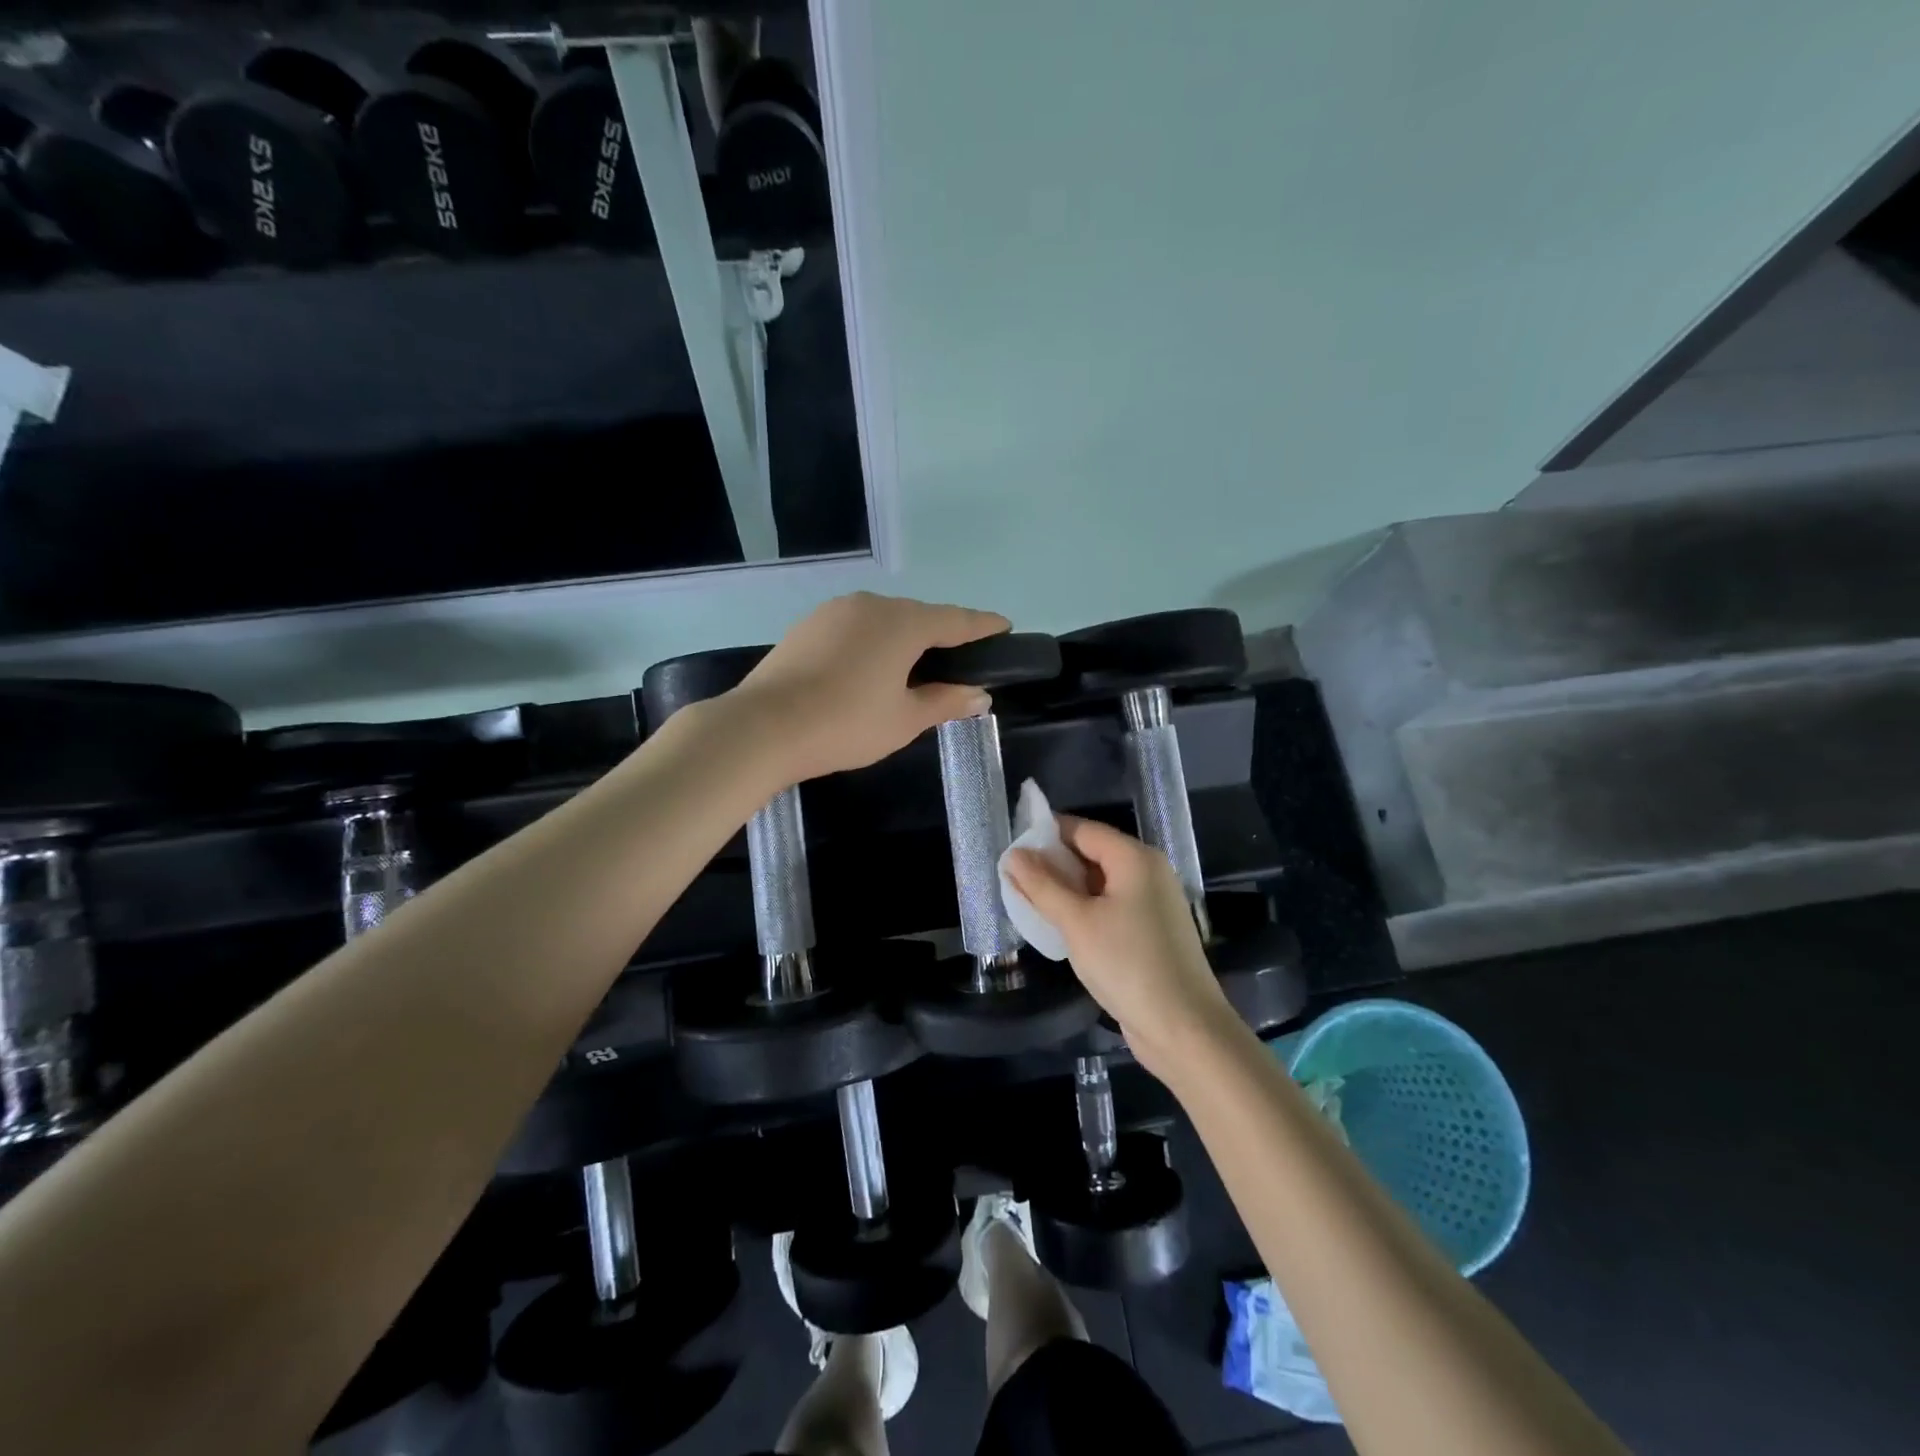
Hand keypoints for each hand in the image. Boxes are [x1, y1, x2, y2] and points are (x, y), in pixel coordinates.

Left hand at [734, 592, 1009, 779]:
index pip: (957, 620)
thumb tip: (979, 695)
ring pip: (884, 620)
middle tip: (960, 660)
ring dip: (905, 638)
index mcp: (903, 623)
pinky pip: (855, 627)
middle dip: (943, 634)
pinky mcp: (808, 626)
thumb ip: (946, 701)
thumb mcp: (905, 720)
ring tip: (914, 667)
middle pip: (919, 616)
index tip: (1005, 627)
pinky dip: (873, 642)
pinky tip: (869, 668)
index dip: (984, 626)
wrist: (762, 727)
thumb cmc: (846, 724)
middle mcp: (872, 604)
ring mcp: (835, 611)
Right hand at [1005, 815, 1237, 1078]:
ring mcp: (1153, 902)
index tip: (1010, 850)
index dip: (1045, 835)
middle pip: (1092, 854)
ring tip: (1028, 903)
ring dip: (1066, 890)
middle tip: (1013, 880)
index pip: (1082, 829)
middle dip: (1053, 864)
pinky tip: (1060, 927)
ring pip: (1100, 883)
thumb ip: (1042, 885)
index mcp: (1135, 858)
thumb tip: (1014, 854)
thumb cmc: (1128, 965)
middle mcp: (1148, 872)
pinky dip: (1084, 910)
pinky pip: (1111, 907)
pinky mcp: (1152, 931)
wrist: (1184, 1029)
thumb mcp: (1076, 922)